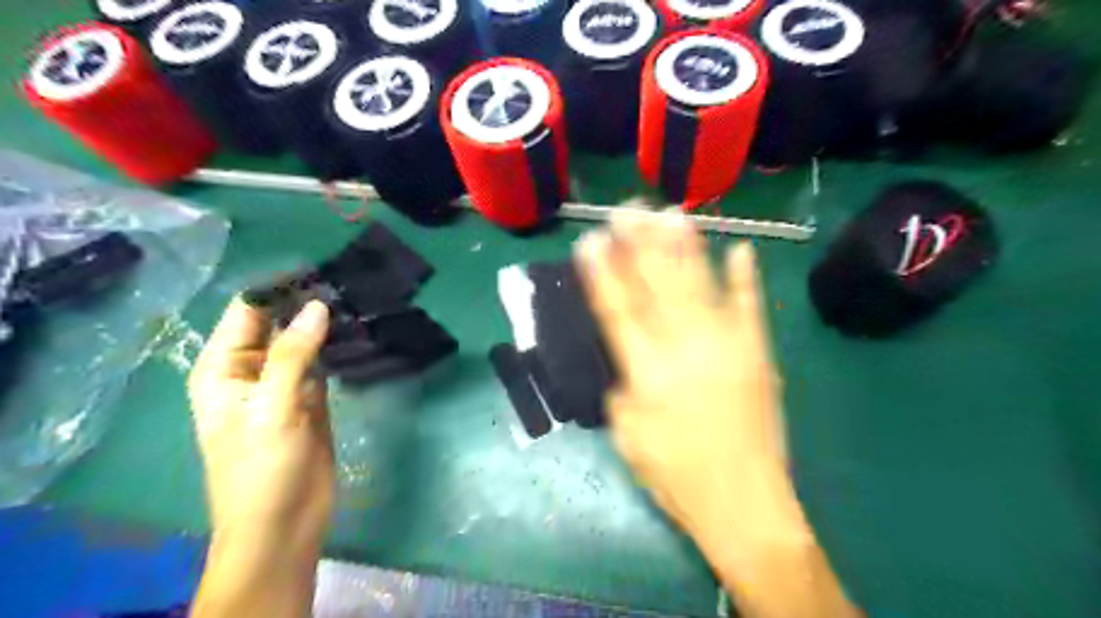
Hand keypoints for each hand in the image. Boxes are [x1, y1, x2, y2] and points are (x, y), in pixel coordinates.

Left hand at [186, 299, 333, 616]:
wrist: (284, 524)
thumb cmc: (262, 469)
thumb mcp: (271, 408)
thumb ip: (293, 355)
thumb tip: (317, 306)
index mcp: (223, 368)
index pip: (247, 312)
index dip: (278, 288)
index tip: (319, 268)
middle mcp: (251, 369)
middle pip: (278, 323)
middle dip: (307, 303)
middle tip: (348, 281)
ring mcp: (284, 383)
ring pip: (304, 341)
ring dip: (326, 323)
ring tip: (360, 297)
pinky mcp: (312, 397)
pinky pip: (323, 362)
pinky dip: (338, 347)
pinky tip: (361, 331)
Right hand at [576, 216, 858, 616]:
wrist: (744, 503)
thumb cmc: (675, 477)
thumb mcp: (627, 436)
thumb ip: (622, 389)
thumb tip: (627, 357)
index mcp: (647, 371)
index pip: (618, 308)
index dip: (603, 272)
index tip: (591, 239)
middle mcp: (685, 347)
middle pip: (657, 284)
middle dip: (639, 243)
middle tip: (626, 208)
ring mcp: (727, 346)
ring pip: (700, 284)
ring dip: (684, 246)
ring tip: (670, 213)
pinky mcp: (758, 353)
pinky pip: (750, 308)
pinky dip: (746, 278)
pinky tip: (741, 249)